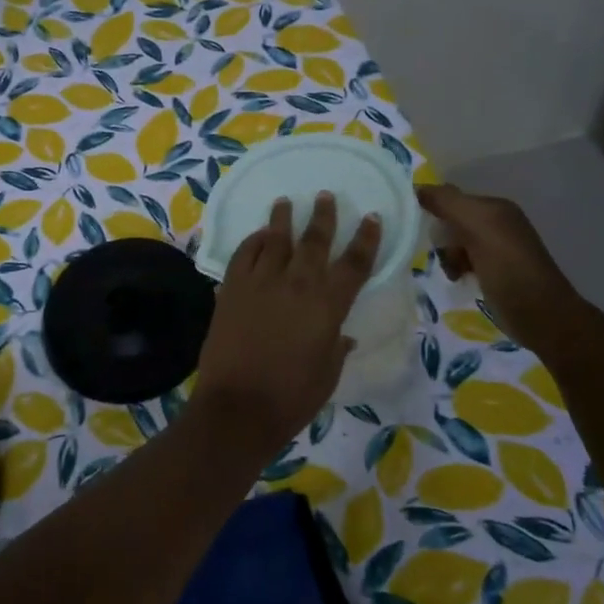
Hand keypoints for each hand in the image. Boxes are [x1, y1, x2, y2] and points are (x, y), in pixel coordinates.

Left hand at [192, 192, 380, 460]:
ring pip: (274, 239)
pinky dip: (252, 242)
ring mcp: (260, 283)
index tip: (371, 218)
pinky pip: (243, 255)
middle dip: (323, 216)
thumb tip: (342, 335)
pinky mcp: (231, 289)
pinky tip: (257, 236)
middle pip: (314, 241)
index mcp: (328, 306)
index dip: (366, 239)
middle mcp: (296, 285)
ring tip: (285, 201)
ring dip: (282, 218)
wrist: (237, 407)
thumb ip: (336, 347)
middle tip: (325, 196)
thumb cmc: (291, 398)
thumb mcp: (327, 375)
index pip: (354, 264)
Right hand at [416, 184, 580, 346]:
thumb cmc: (508, 268)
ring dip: (448, 257)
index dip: (436, 212)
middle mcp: (498, 223)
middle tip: (449, 257)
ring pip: (455, 243)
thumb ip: (448, 203)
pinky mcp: (494, 271)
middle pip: (452, 222)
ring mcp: (497, 248)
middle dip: (443, 239)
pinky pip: (463, 260)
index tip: (427, 232)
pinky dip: (457, 268)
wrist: (541, 316)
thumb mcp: (478, 227)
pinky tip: (459, 279)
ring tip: (454, 273)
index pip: (452, 199)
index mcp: (496, 207)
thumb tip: (417, 188)